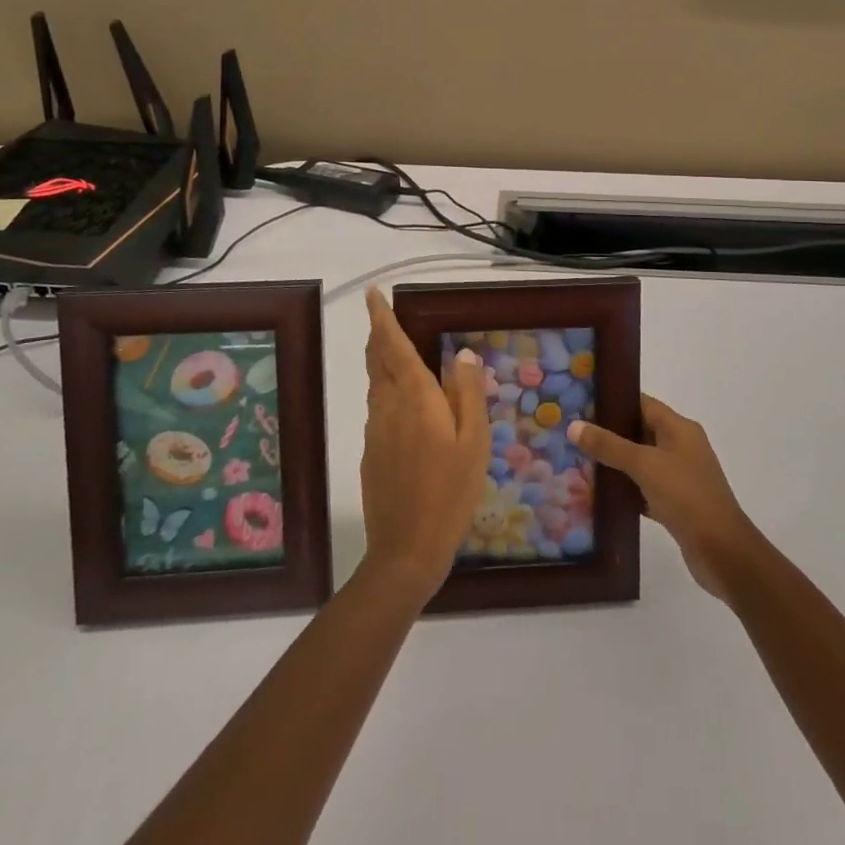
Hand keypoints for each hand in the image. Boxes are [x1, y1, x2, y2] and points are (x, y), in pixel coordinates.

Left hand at [358, 288, 490, 601]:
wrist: (407, 550)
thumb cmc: (451, 492)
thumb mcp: (474, 442)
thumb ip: (468, 393)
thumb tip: (463, 353)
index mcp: (415, 397)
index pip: (392, 345)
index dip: (381, 318)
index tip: (372, 295)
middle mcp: (387, 406)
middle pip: (376, 360)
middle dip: (377, 334)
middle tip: (381, 316)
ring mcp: (375, 430)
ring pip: (375, 384)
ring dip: (380, 361)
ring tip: (395, 351)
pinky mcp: (370, 452)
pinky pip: (377, 408)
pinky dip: (385, 391)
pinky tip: (403, 404)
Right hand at [569, 394, 757, 600]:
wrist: (723, 553)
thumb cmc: (687, 496)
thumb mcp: (645, 465)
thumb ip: (609, 445)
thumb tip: (574, 425)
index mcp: (679, 428)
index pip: (642, 403)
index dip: (614, 401)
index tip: (582, 403)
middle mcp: (681, 447)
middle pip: (639, 431)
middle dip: (608, 433)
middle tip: (573, 434)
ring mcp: (679, 476)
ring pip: (640, 462)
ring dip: (615, 463)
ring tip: (578, 461)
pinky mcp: (676, 504)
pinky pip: (644, 488)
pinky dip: (626, 490)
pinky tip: (600, 495)